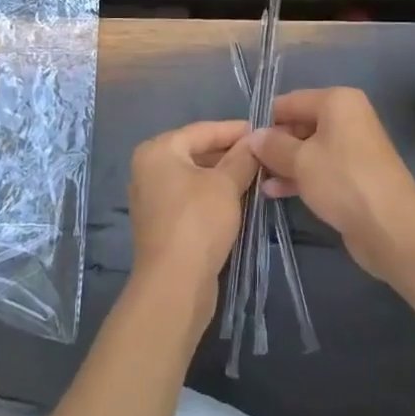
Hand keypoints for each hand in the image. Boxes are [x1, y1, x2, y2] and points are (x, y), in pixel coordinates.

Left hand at [127, 120, 257, 329]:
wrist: (174, 285)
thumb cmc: (198, 222)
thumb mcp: (226, 184)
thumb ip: (242, 157)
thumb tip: (256, 140)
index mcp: (158, 150)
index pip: (203, 130)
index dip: (236, 130)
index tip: (265, 130)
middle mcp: (149, 169)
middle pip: (197, 152)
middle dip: (231, 153)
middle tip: (264, 153)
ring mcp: (153, 198)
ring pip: (196, 176)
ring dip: (225, 175)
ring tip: (258, 173)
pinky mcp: (162, 223)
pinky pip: (191, 197)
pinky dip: (213, 195)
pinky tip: (239, 197)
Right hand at [253, 87, 414, 283]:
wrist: (391, 227)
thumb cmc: (343, 180)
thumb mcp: (300, 161)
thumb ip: (273, 146)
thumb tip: (252, 136)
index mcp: (337, 101)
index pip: (291, 101)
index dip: (265, 119)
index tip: (241, 139)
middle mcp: (347, 117)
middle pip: (300, 124)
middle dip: (275, 144)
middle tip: (247, 162)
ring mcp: (352, 147)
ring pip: (309, 148)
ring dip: (284, 163)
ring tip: (256, 179)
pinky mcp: (354, 175)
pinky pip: (320, 168)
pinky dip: (300, 176)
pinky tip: (274, 191)